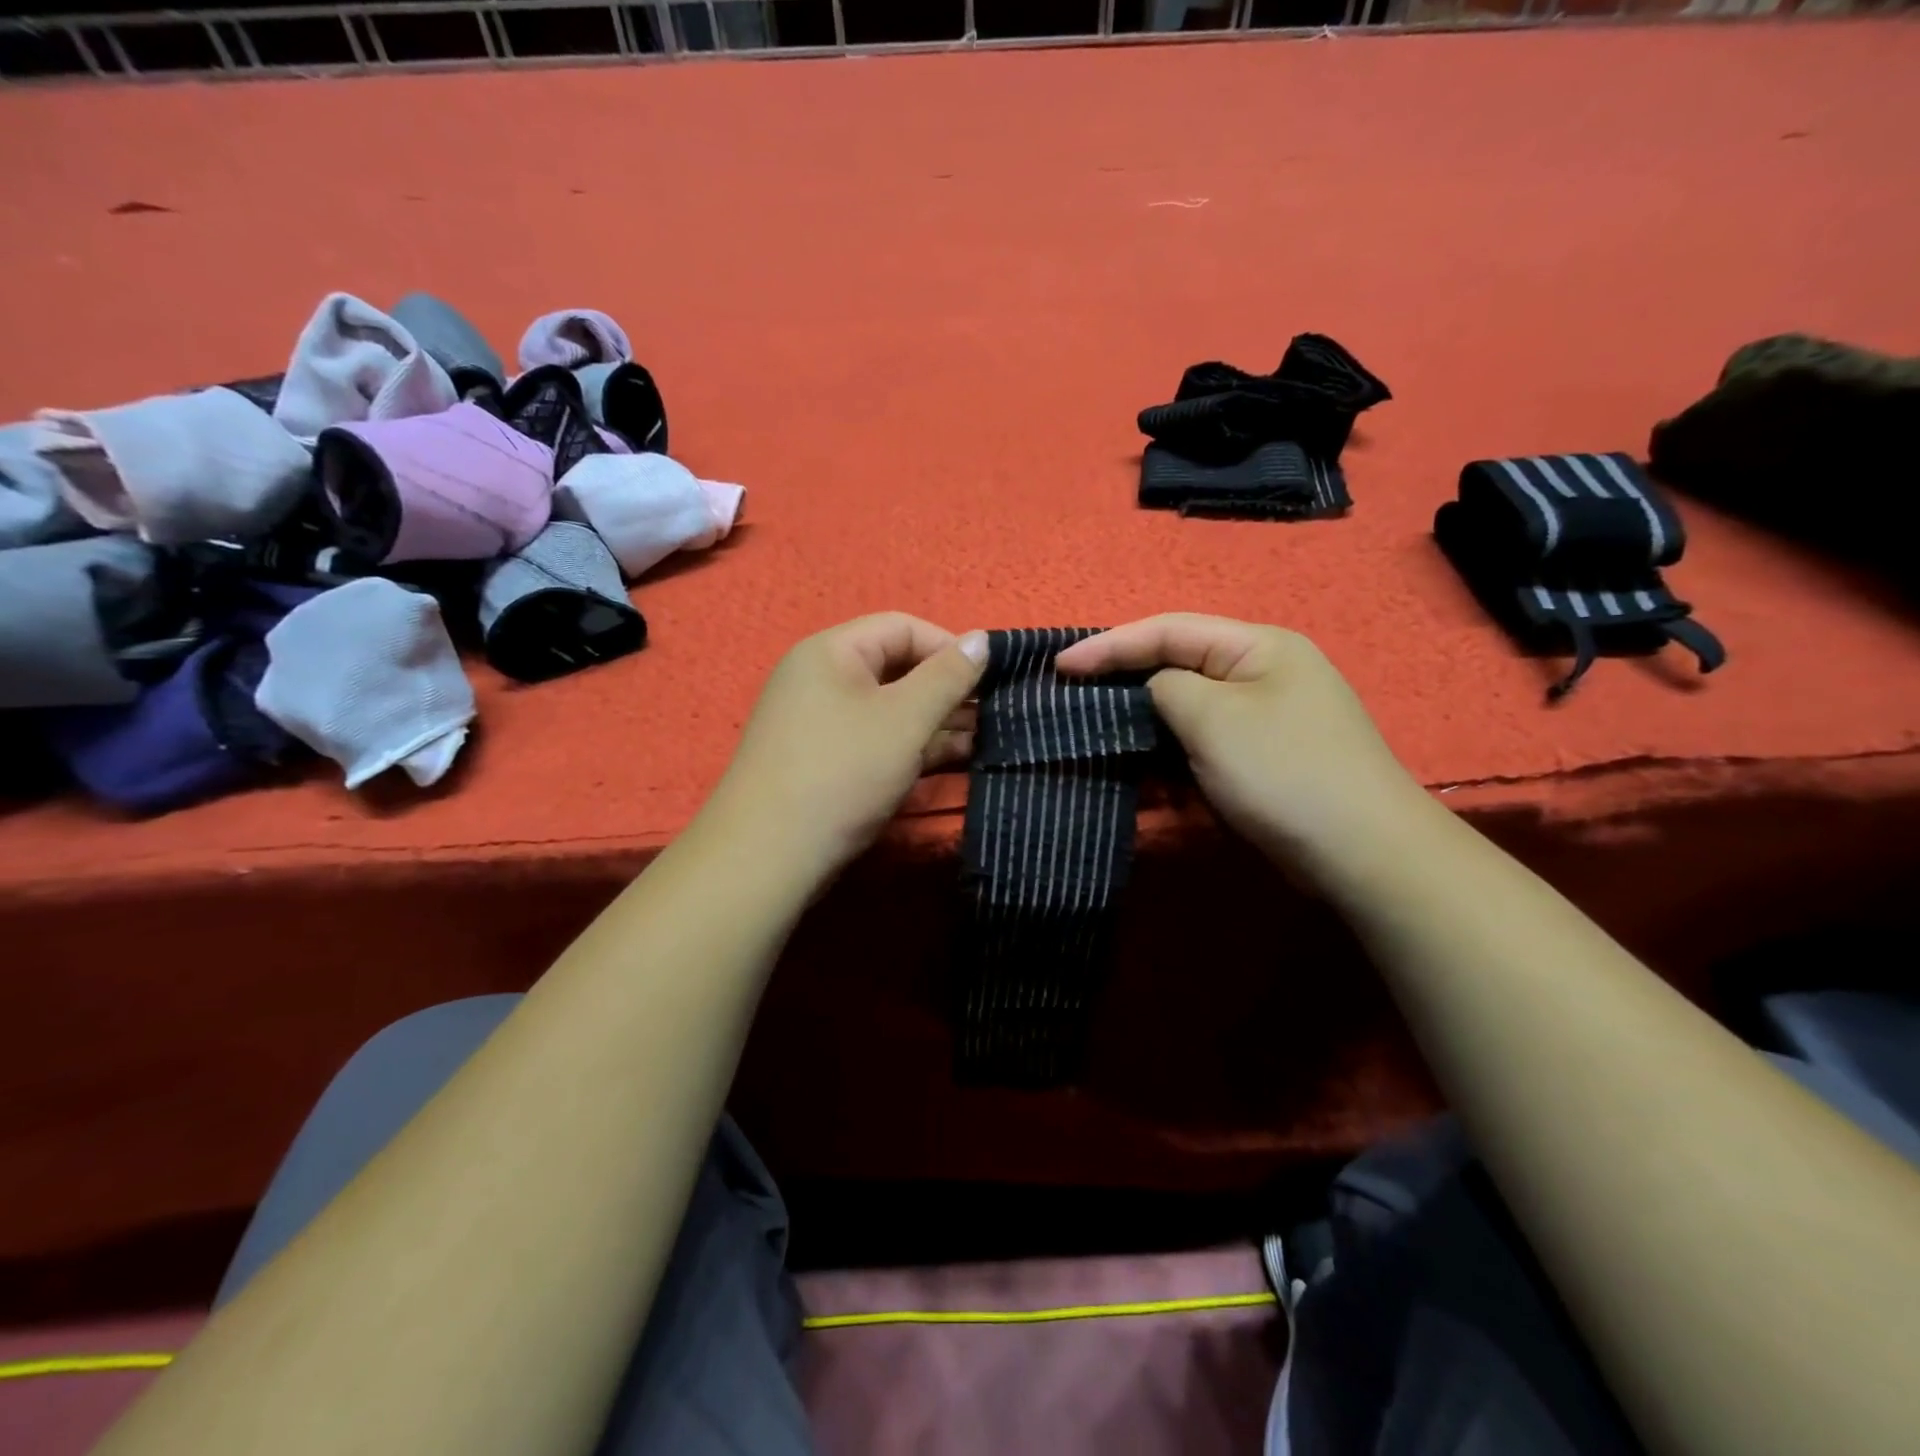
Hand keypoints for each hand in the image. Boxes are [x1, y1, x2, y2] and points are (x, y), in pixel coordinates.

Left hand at [707, 613, 987, 878]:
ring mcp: (820, 722)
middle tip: (992, 714)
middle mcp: (821, 679)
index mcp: (831, 652)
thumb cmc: (842, 772)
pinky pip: (875, 738)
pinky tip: (951, 760)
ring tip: (983, 741)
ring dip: (935, 721)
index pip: (902, 628)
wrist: (768, 857)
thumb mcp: (905, 719)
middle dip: (946, 689)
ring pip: (888, 708)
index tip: (990, 678)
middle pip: (896, 668)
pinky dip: (911, 745)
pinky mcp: (824, 761)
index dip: (949, 647)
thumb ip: (948, 676)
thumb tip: (982, 638)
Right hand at [1056, 614, 1433, 887]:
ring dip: (1146, 727)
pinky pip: (1204, 746)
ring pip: (1188, 711)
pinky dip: (1172, 757)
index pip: (1169, 630)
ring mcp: (1265, 719)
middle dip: (1126, 683)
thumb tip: (1155, 691)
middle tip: (1075, 700)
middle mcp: (1263, 673)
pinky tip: (1147, 776)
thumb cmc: (1283, 771)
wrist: (1362, 853)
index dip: (1110, 645)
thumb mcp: (1213, 718)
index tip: (1060, 666)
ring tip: (1102, 740)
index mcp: (1258, 646)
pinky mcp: (1263, 760)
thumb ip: (1167, 687)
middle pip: (1179, 666)